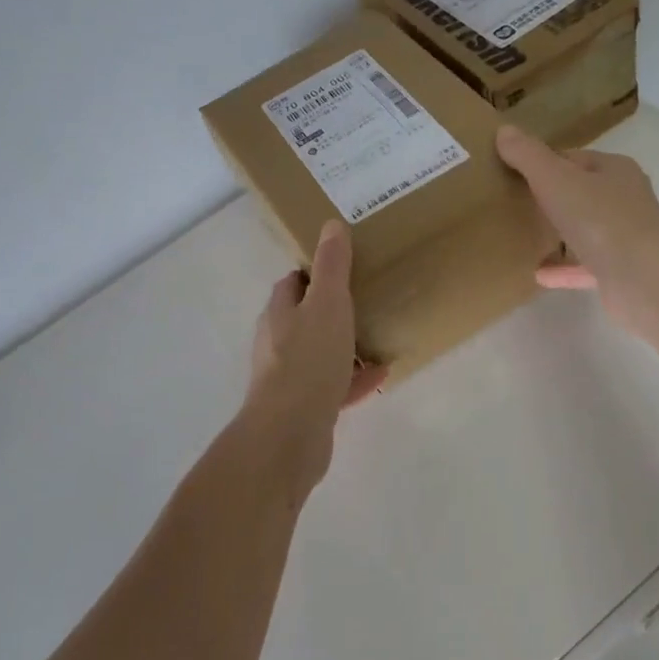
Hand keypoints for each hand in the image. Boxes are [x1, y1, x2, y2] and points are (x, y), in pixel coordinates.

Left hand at [242, 222, 386, 484]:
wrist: (290, 433)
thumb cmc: (308, 360)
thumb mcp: (327, 304)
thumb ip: (331, 267)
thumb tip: (331, 225)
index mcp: (279, 314)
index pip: (292, 284)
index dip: (313, 273)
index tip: (343, 267)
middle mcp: (278, 343)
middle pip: (304, 319)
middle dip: (331, 310)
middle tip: (366, 301)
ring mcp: (289, 378)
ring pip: (319, 354)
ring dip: (345, 346)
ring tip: (377, 338)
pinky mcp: (304, 408)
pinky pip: (333, 386)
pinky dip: (354, 379)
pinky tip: (380, 376)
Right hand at [496, 124, 658, 335]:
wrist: (645, 278)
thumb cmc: (601, 219)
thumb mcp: (556, 180)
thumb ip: (528, 157)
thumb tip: (504, 130)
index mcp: (614, 170)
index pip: (574, 159)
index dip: (544, 163)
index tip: (513, 172)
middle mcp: (624, 200)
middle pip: (580, 194)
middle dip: (550, 198)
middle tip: (513, 204)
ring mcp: (624, 238)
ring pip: (584, 232)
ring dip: (558, 235)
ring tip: (523, 237)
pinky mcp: (619, 273)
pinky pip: (583, 268)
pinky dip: (562, 270)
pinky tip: (536, 274)